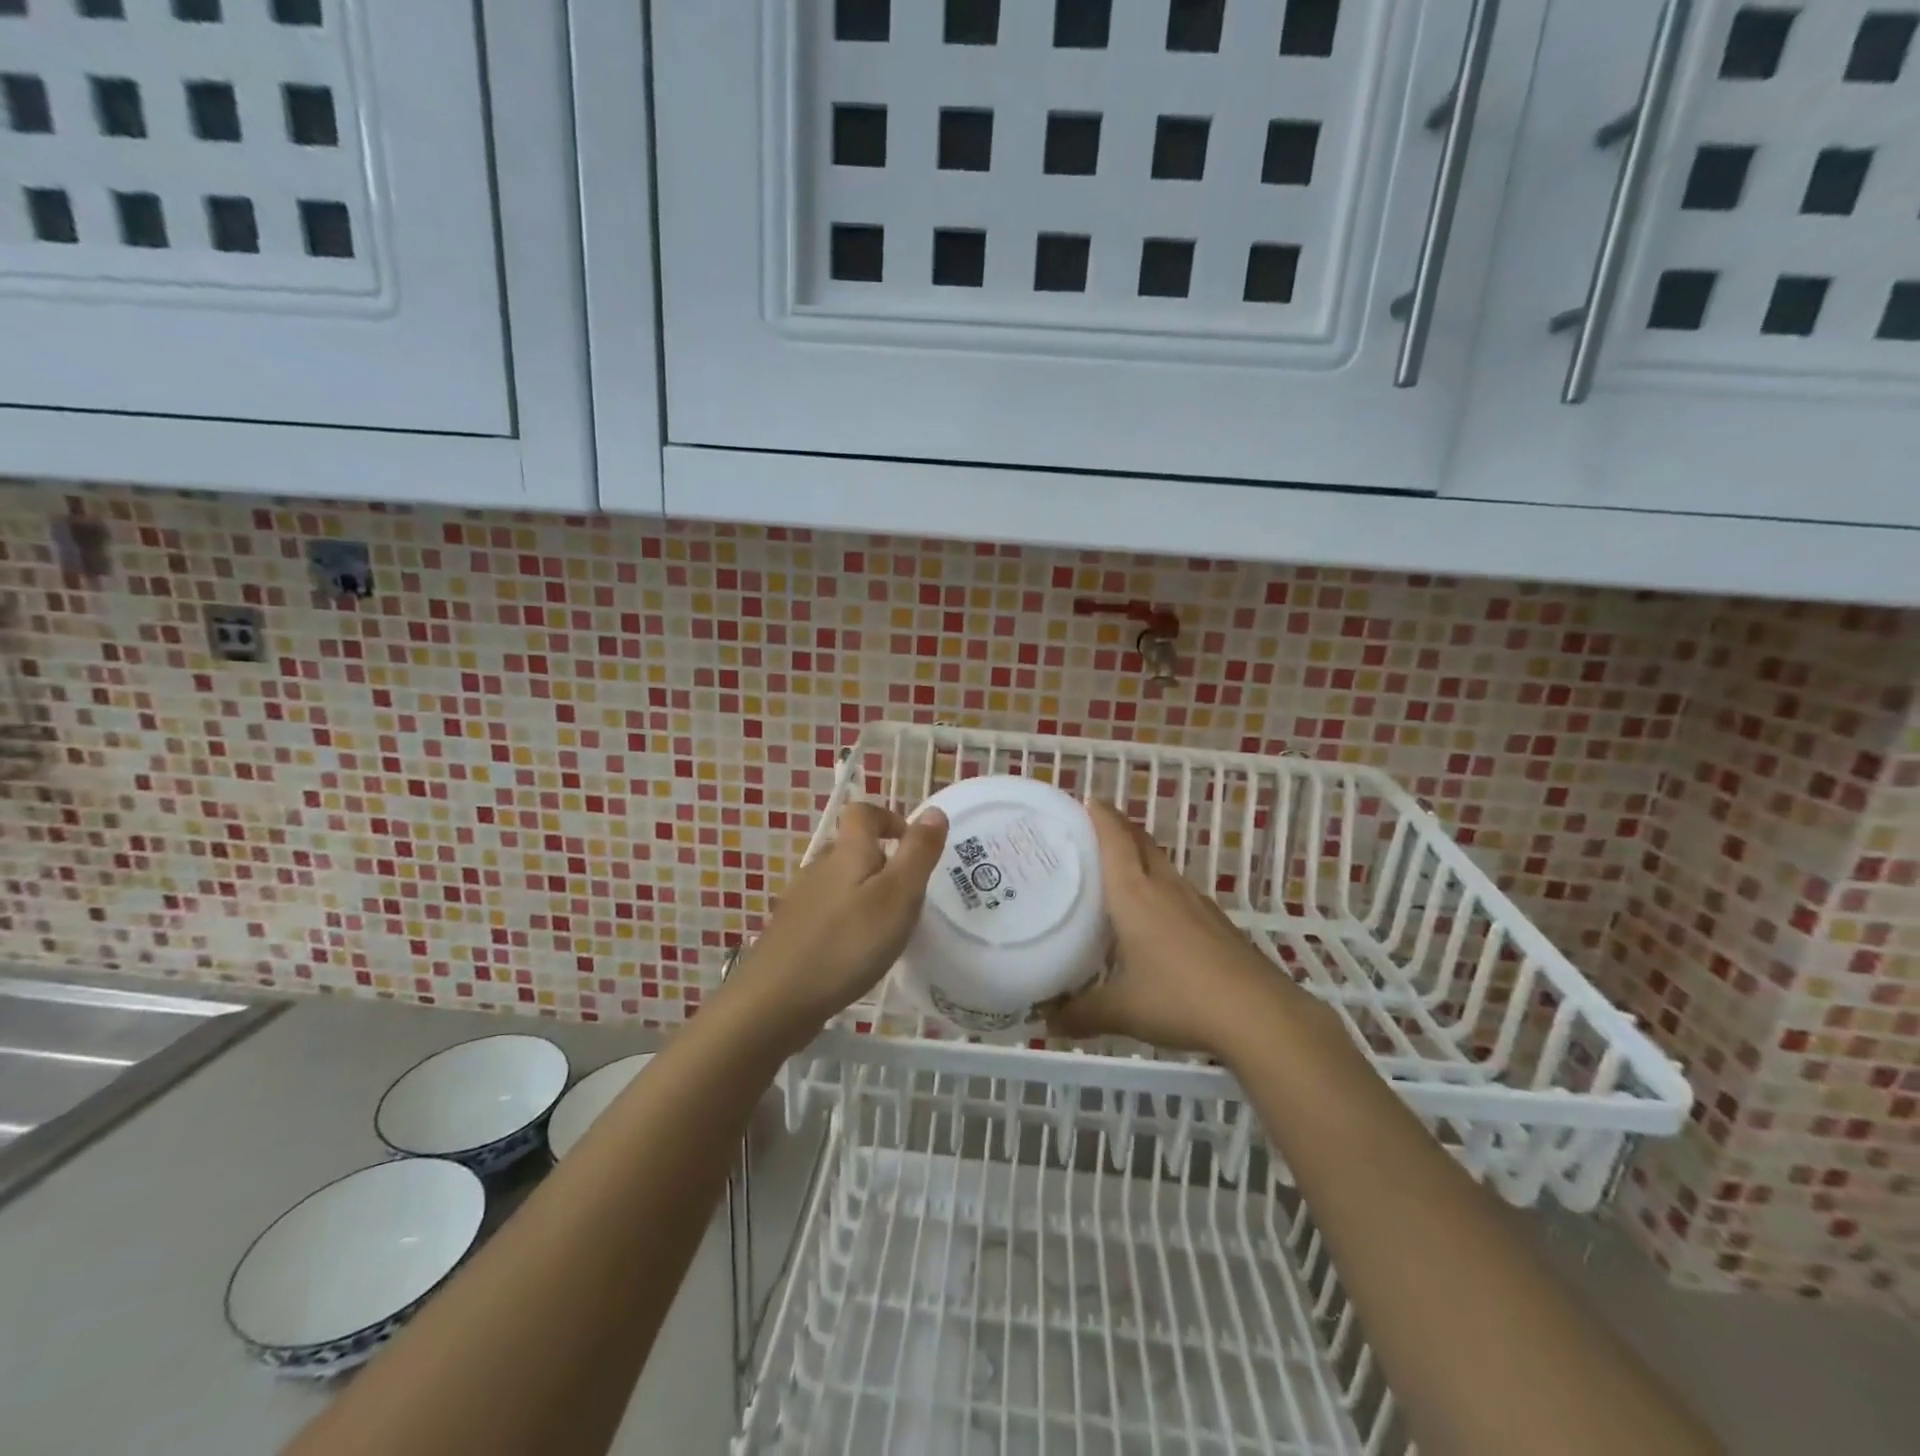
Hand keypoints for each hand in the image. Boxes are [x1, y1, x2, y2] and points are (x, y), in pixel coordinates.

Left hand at [729, 801, 947, 1040]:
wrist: (774, 1001)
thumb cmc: (847, 943)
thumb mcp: (898, 896)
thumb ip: (918, 853)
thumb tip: (933, 811)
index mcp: (846, 852)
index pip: (862, 813)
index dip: (888, 819)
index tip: (911, 844)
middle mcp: (819, 867)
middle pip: (852, 849)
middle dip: (883, 863)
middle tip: (909, 898)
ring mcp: (800, 900)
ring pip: (840, 883)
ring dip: (865, 895)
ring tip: (886, 930)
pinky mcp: (791, 931)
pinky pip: (827, 912)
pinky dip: (846, 922)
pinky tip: (854, 954)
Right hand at [1045, 801, 1296, 1059]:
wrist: (1258, 1014)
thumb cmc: (1179, 998)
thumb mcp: (1121, 1010)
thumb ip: (1080, 1013)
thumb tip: (1047, 1022)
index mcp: (1135, 894)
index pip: (1115, 840)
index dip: (1101, 816)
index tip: (1087, 798)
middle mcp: (1165, 888)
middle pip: (1141, 843)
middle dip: (1119, 828)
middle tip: (1094, 828)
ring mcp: (1196, 903)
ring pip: (1163, 865)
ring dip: (1142, 856)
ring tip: (1119, 869)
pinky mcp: (1217, 922)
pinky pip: (1179, 891)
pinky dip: (1161, 887)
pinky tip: (1156, 915)